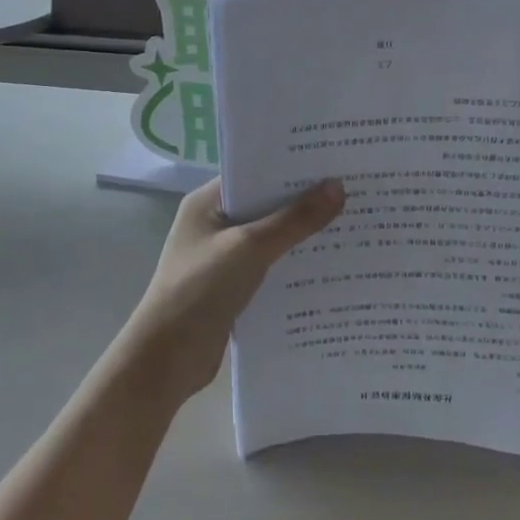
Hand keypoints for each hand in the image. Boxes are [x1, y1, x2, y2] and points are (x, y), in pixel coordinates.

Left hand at [115, 178, 345, 407]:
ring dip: (303, 236)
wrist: (165, 360)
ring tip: (352, 223)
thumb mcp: (250, 248)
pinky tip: (330, 266)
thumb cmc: (199, 290)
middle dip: (305, 201)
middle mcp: (215, 224)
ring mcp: (223, 257)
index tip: (334, 160)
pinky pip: (270, 267)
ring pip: (271, 238)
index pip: (255, 171)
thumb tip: (337, 187)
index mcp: (208, 203)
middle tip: (353, 189)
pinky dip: (294, 265)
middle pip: (266, 204)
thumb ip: (294, 220)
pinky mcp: (233, 287)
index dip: (292, 166)